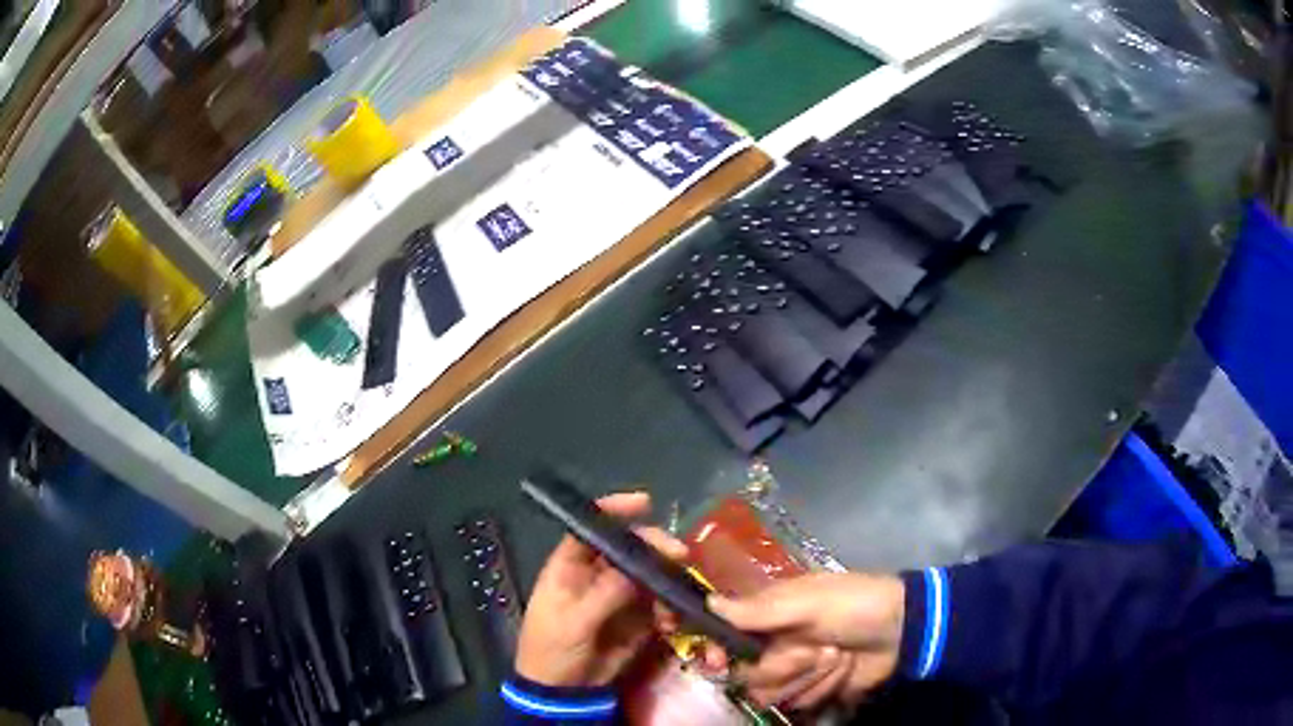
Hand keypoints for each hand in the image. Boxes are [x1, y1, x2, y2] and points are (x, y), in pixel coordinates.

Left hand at [515, 492, 687, 687]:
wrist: (563, 692)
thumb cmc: (552, 650)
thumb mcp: (573, 622)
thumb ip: (605, 594)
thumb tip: (636, 568)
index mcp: (569, 567)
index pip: (590, 529)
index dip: (613, 511)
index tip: (644, 502)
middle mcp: (596, 575)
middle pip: (628, 549)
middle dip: (653, 548)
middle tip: (679, 555)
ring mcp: (618, 597)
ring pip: (649, 575)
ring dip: (667, 580)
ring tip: (679, 592)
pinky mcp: (636, 619)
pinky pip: (658, 605)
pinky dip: (669, 609)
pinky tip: (673, 620)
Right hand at [705, 572, 905, 709]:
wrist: (900, 630)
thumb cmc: (852, 605)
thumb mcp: (808, 602)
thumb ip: (758, 610)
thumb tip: (709, 603)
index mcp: (768, 615)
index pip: (723, 637)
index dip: (717, 651)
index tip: (719, 660)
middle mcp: (774, 645)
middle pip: (747, 675)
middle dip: (784, 665)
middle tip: (813, 648)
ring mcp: (794, 671)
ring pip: (772, 693)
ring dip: (809, 676)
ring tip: (837, 656)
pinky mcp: (812, 690)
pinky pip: (800, 702)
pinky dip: (825, 686)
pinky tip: (845, 669)